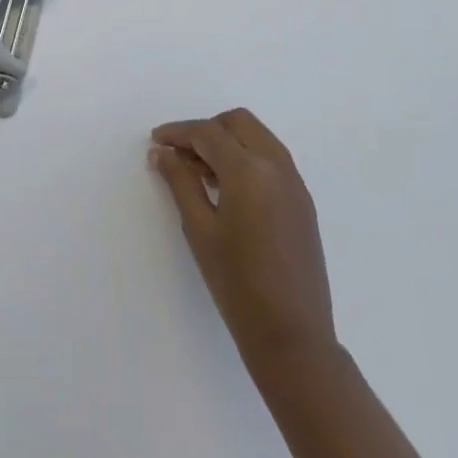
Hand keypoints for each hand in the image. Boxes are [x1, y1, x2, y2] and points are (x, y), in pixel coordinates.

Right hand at [151, 109, 336, 371]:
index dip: (178, 132)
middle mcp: (277, 166)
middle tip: (179, 154)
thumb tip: (162, 152)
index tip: (155, 141)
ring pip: (257, 137)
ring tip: (198, 172)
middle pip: (238, 122)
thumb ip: (180, 182)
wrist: (293, 334)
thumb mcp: (199, 230)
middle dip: (206, 129)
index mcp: (249, 170)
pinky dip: (246, 158)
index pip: (208, 133)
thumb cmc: (237, 284)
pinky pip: (271, 159)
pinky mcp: (302, 201)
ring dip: (227, 142)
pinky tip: (226, 189)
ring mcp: (295, 183)